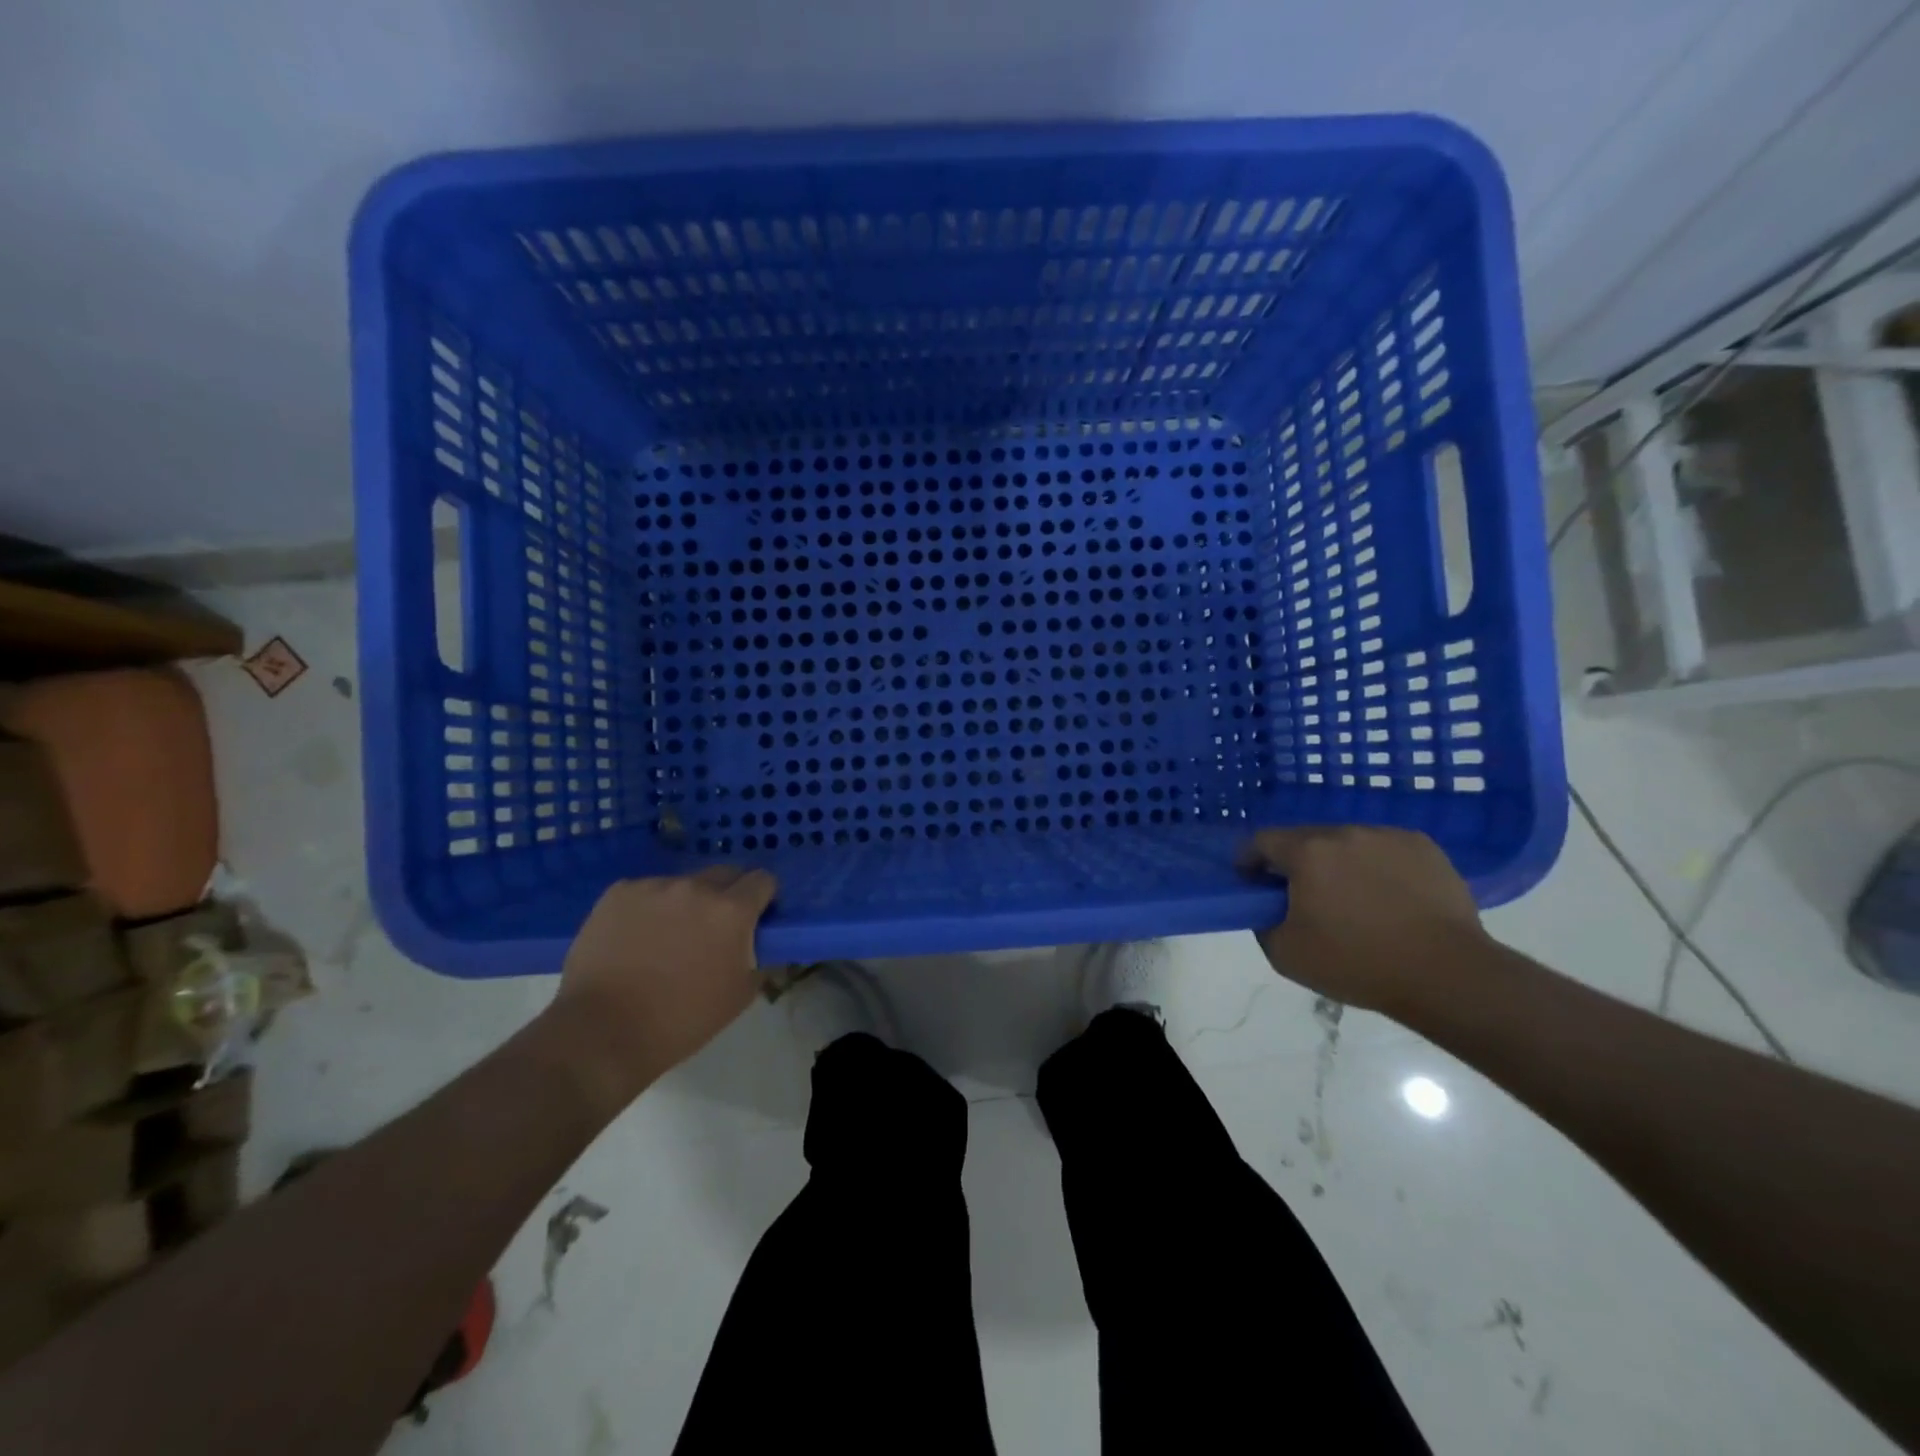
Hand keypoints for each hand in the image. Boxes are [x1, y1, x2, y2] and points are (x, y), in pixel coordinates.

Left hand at [546, 867, 776, 1107]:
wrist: (602, 1033)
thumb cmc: (681, 1020)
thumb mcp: (739, 996)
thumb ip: (757, 958)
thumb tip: (755, 944)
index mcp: (731, 910)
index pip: (762, 880)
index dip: (763, 897)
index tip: (756, 916)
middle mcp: (696, 887)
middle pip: (724, 874)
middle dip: (727, 895)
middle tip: (714, 927)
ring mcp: (653, 886)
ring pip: (682, 884)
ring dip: (685, 902)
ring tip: (666, 937)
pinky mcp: (618, 893)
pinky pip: (645, 892)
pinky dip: (648, 909)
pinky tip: (635, 938)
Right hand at [1238, 826, 1486, 1013]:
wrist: (1448, 975)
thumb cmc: (1358, 964)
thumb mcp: (1286, 954)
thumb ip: (1262, 921)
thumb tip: (1267, 907)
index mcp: (1307, 852)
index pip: (1261, 841)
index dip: (1249, 861)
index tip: (1254, 885)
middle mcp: (1345, 832)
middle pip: (1305, 839)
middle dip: (1296, 863)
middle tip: (1305, 899)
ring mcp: (1387, 836)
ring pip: (1347, 843)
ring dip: (1338, 863)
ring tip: (1354, 901)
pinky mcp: (1423, 847)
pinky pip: (1384, 850)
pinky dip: (1377, 867)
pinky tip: (1390, 899)